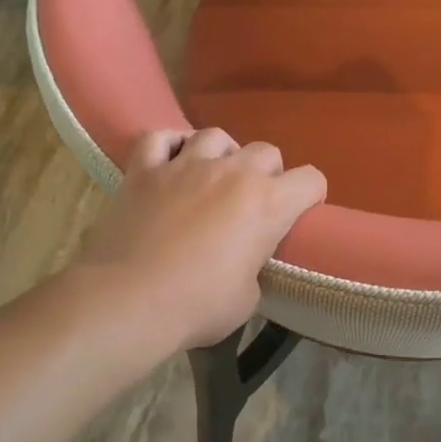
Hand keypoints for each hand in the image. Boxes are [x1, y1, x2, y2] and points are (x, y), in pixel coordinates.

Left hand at [72, 129, 326, 352]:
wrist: (129, 300)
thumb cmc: (198, 306)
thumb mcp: (247, 297)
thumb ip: (253, 266)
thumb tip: (241, 263)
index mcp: (268, 204)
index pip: (311, 180)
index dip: (311, 195)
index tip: (301, 212)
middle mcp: (233, 172)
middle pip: (266, 151)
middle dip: (268, 172)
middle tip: (253, 200)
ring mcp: (185, 165)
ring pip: (215, 136)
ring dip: (222, 153)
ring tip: (213, 175)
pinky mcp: (144, 170)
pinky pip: (159, 139)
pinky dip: (169, 146)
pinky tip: (170, 160)